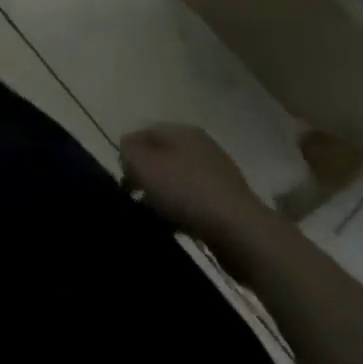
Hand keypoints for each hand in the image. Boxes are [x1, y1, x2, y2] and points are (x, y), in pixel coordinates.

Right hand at [120, 123, 275, 243]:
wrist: (242, 233)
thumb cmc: (187, 192)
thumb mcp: (145, 166)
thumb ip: (128, 153)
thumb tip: (128, 152)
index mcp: (182, 130)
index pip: (145, 132)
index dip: (128, 153)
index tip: (120, 180)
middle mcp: (201, 146)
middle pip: (163, 156)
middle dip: (146, 176)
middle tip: (133, 199)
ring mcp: (218, 175)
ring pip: (179, 180)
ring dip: (163, 196)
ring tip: (153, 217)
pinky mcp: (229, 204)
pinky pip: (195, 202)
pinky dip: (182, 212)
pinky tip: (176, 228)